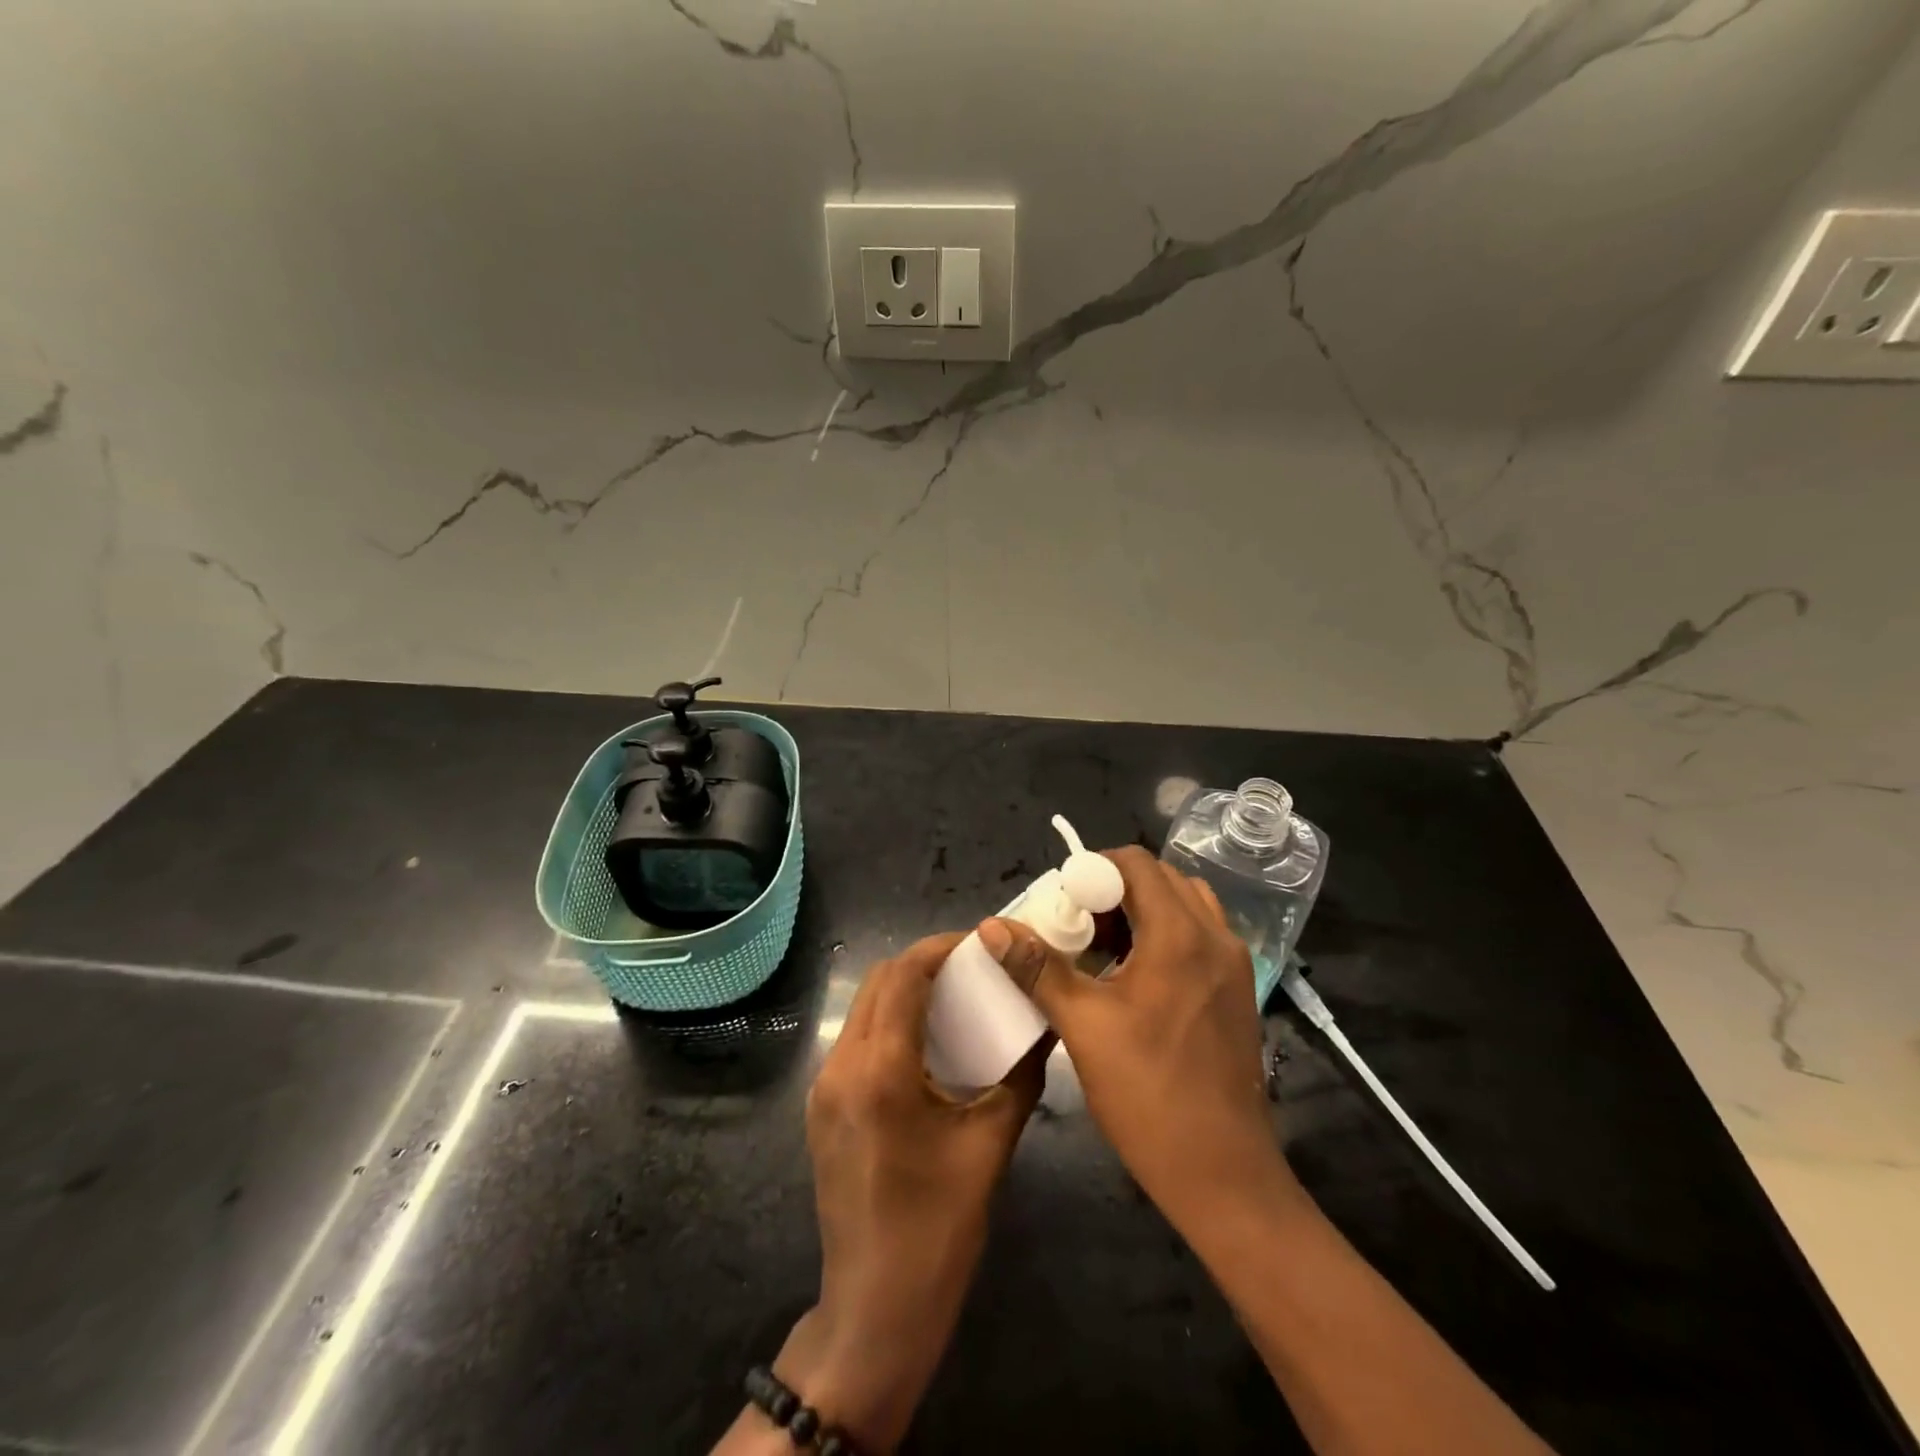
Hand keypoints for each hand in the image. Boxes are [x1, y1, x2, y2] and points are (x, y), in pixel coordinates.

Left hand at [778, 929, 1046, 1450]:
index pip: (903, 975)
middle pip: (877, 982)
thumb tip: (1045, 1030)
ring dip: (904, 990)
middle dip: (923, 963)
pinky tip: (925, 1041)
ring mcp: (823, 1087)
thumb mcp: (990, 1148)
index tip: (979, 944)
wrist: (873, 1311)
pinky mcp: (822, 1107)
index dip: (940, 948)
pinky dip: (889, 1021)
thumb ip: (1019, 1079)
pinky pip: (856, 1039)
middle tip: (972, 969)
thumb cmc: (937, 1231)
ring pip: (863, 1008)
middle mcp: (841, 1066)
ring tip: (953, 997)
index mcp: (880, 1071)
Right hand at [1001, 846, 1299, 1232]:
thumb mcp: (1084, 1026)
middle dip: (1113, 889)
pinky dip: (1164, 935)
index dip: (1093, 869)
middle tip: (1075, 924)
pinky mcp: (1238, 991)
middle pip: (1161, 880)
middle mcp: (1215, 937)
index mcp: (1180, 935)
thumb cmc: (1148, 1095)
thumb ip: (1037, 968)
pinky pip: (1199, 936)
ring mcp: (1234, 965)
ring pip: (1183, 906)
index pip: (1137, 864)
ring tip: (1101, 948)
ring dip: (1141, 911)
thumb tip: (991, 925)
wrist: (1224, 1175)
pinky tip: (1133, 977)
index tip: (1061, 899)